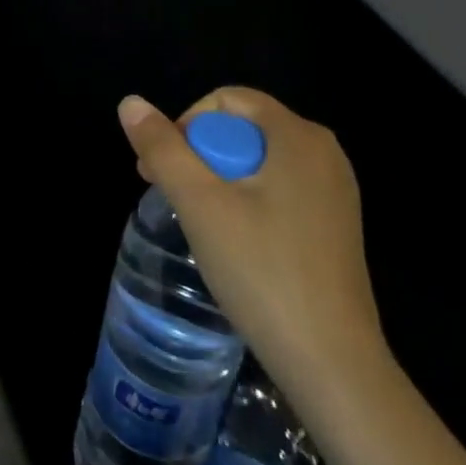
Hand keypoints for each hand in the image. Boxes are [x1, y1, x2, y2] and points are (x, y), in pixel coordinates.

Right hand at [117, 89, 384, 383]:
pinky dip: (248, 200)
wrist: (332, 364)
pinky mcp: (335, 224)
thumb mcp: (200, 204)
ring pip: (259, 161)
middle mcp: (324, 152)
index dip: (185, 124)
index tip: (163, 171)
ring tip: (199, 222)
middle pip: (243, 128)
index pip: (227, 100)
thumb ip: (162, 148)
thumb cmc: (262, 272)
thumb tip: (130, 102)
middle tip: (173, 198)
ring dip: (219, 180)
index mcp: (298, 135)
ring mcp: (335, 190)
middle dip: (199, 154)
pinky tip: (236, 242)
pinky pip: (279, 189)